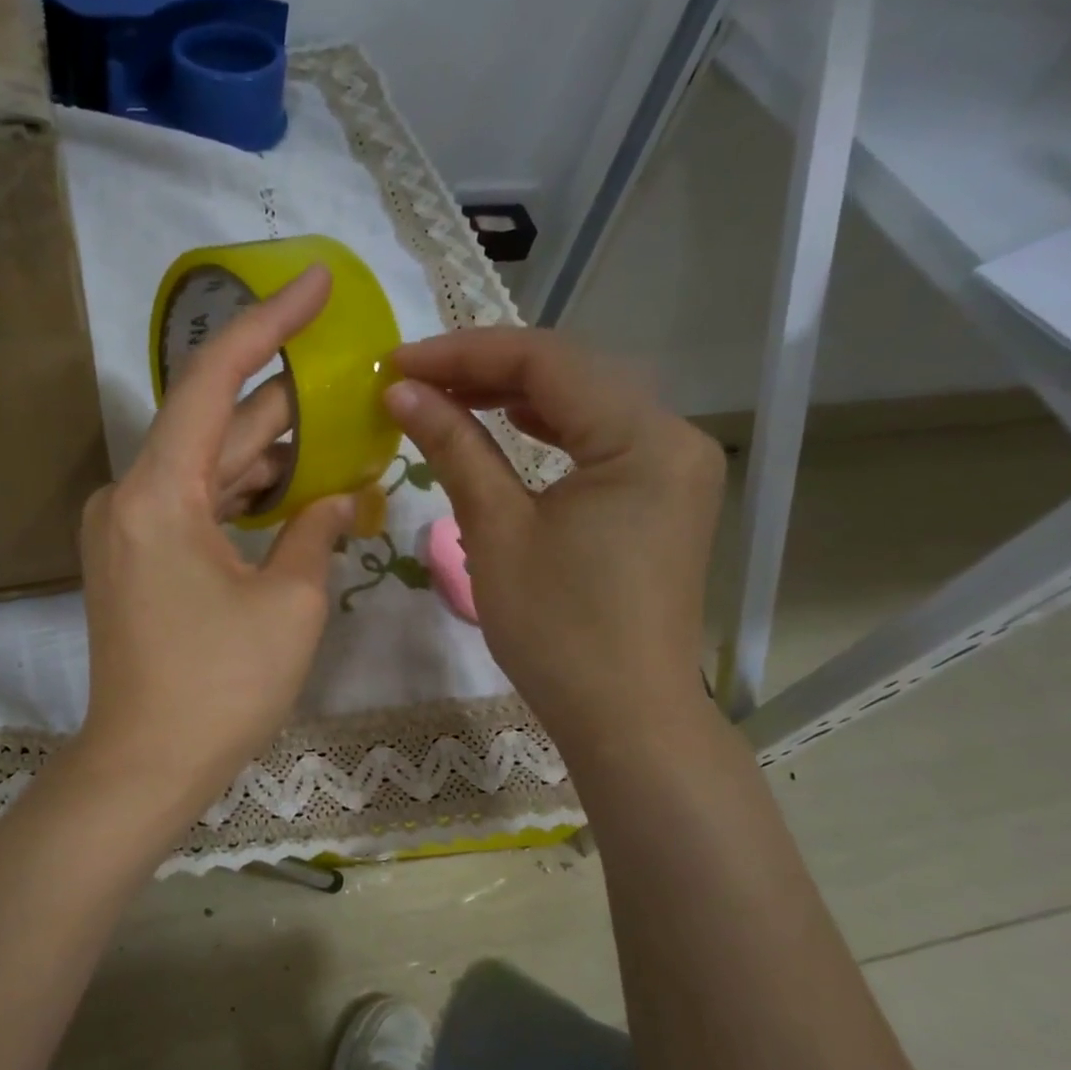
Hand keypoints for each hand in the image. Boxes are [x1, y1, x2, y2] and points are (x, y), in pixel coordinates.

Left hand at [74, 267, 357, 818]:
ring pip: (207, 468)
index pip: (215, 378)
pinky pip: (194, 506)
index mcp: (159, 492)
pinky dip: (241, 494)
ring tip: (336, 425)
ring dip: (268, 451)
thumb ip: (317, 532)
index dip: (268, 323)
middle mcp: (130, 496)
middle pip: (215, 424)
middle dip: (282, 398)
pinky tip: (293, 487)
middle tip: (348, 370)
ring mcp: (127, 530)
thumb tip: (337, 498)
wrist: (145, 765)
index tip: (313, 282)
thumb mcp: (289, 603)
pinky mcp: (135, 561)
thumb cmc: (220, 687)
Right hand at [386, 328, 724, 752]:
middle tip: (413, 379)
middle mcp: (673, 435)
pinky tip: (510, 425)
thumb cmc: (556, 631)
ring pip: (587, 402)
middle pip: (572, 372)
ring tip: (449, 396)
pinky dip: (550, 427)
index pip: (546, 362)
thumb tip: (402, 392)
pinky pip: (601, 438)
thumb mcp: (497, 531)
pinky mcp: (663, 495)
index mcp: (643, 438)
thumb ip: (454, 448)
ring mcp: (674, 466)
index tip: (396, 363)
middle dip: (487, 368)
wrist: (624, 716)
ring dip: (516, 394)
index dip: (463, 354)